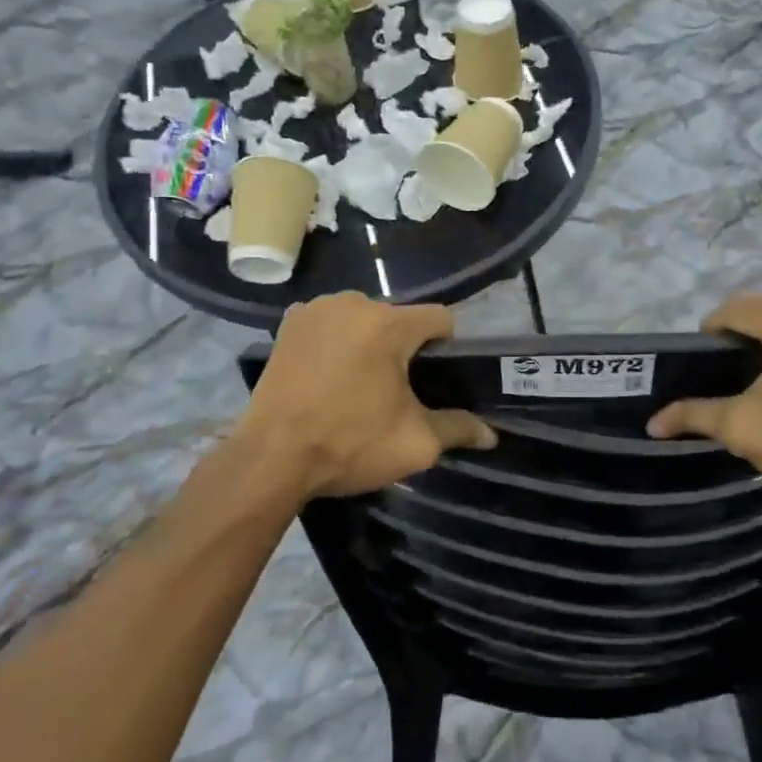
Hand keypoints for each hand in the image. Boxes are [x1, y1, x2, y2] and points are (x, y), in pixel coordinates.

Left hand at [236, 293, 494, 502]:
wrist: (270, 458)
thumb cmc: (349, 445)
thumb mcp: (414, 443)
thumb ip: (458, 429)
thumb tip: (491, 435)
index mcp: (390, 324)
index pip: (440, 319)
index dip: (447, 347)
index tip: (436, 379)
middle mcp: (354, 303)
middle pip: (399, 318)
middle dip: (403, 347)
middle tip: (394, 390)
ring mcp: (317, 309)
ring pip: (363, 318)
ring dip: (368, 341)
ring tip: (356, 383)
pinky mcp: (289, 323)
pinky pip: (329, 323)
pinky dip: (335, 340)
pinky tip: (326, 373)